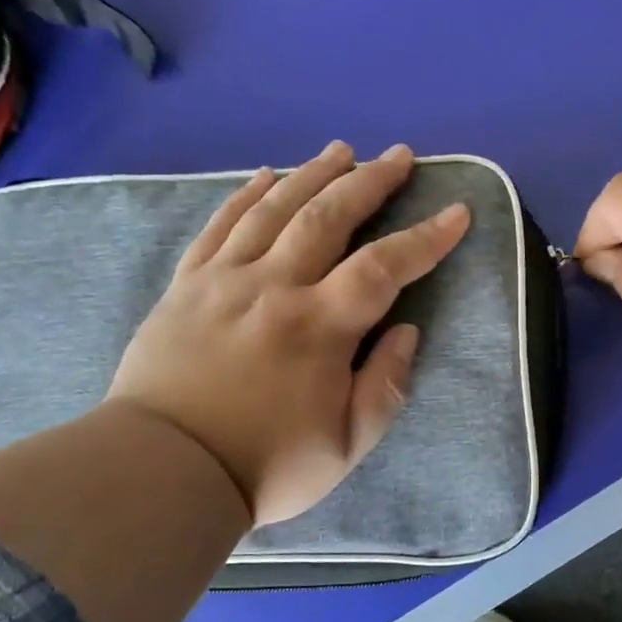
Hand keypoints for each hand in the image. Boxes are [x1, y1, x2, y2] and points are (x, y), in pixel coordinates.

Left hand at [108, 141, 470, 525]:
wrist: (164, 471)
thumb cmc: (266, 465)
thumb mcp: (347, 445)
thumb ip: (385, 385)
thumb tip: (407, 331)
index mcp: (320, 327)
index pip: (385, 267)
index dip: (425, 238)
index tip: (456, 211)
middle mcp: (275, 287)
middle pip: (329, 217)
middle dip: (370, 183)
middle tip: (398, 155)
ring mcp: (225, 280)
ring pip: (275, 209)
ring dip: (313, 175)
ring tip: (342, 150)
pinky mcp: (187, 286)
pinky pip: (220, 226)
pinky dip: (246, 195)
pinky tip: (266, 175)